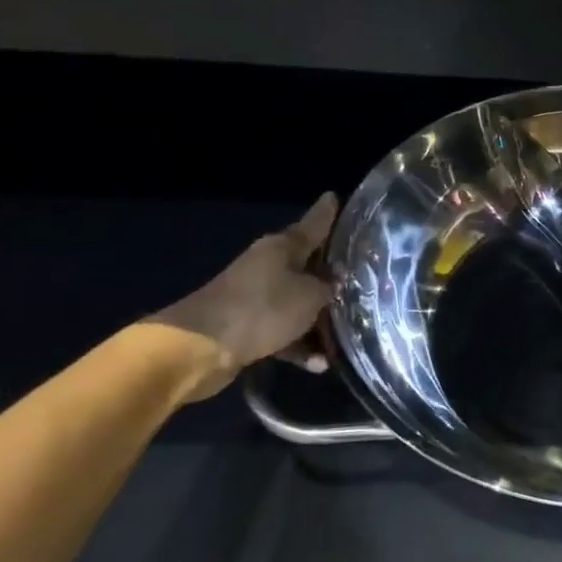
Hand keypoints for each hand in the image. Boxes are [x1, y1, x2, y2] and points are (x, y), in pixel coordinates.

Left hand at [151, 192, 338, 400]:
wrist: (200, 347)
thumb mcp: (310, 295)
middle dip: (331, 274)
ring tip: (346, 335)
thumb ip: (328, 287)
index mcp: (282, 248)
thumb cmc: (262, 309)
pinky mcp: (247, 326)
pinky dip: (299, 346)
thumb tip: (335, 281)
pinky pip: (284, 332)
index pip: (313, 224)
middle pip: (307, 265)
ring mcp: (255, 296)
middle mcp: (267, 266)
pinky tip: (318, 364)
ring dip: (318, 320)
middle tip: (362, 276)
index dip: (327, 213)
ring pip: (297, 303)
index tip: (335, 197)